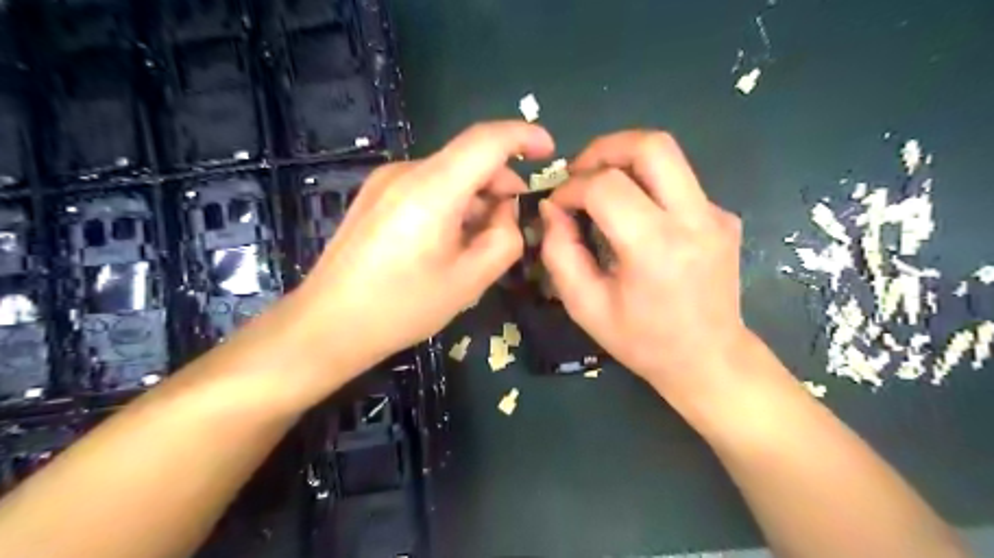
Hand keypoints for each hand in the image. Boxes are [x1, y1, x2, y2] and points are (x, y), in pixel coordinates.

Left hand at [298, 121, 555, 370]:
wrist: (328, 325)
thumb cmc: (402, 307)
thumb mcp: (469, 280)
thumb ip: (504, 239)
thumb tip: (505, 211)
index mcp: (432, 189)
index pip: (487, 140)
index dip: (524, 137)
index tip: (548, 152)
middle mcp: (406, 172)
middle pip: (467, 158)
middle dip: (500, 182)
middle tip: (512, 222)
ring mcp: (384, 182)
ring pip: (448, 175)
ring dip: (474, 197)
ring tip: (478, 240)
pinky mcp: (374, 196)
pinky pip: (426, 186)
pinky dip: (450, 203)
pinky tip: (447, 240)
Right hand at [544, 130, 745, 401]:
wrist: (709, 359)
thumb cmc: (642, 341)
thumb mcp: (585, 306)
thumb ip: (560, 253)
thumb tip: (553, 209)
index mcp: (655, 248)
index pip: (605, 186)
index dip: (571, 188)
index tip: (557, 206)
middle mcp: (694, 219)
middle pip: (651, 145)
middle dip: (604, 148)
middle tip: (579, 172)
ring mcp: (716, 214)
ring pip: (668, 155)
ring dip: (625, 161)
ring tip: (600, 187)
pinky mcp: (724, 217)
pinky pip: (678, 183)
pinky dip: (647, 187)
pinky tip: (636, 219)